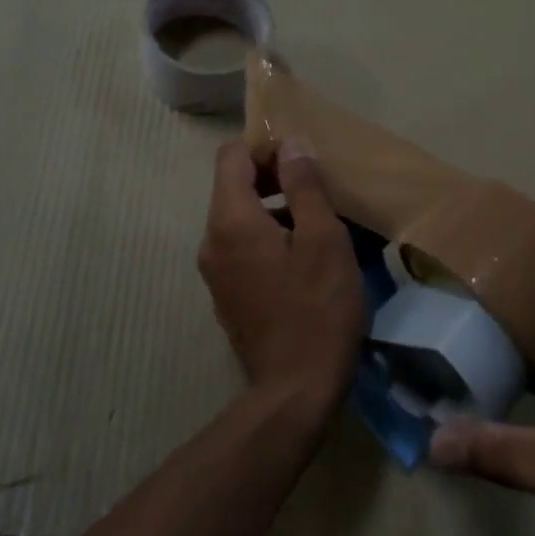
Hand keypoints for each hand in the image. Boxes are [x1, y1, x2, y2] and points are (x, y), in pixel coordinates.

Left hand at [196, 139, 364, 414]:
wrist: (294, 391)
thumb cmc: (317, 309)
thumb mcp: (323, 240)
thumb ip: (304, 186)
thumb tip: (290, 144)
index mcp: (230, 219)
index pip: (231, 156)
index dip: (264, 147)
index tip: (301, 158)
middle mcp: (211, 239)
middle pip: (232, 186)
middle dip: (272, 177)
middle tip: (316, 188)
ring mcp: (214, 270)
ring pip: (238, 218)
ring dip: (272, 209)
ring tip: (316, 222)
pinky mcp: (225, 294)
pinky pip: (240, 247)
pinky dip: (265, 237)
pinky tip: (301, 257)